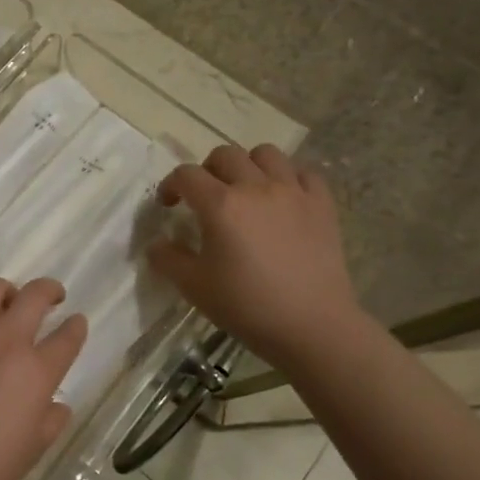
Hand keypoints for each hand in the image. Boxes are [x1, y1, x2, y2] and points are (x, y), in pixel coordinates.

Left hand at [0, 277, 87, 479]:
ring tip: (6, 300)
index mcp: (36, 370)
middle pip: (34, 296)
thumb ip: (51, 420)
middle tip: (52, 296)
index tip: (77, 322)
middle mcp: (6, 341)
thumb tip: (56, 405)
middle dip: (49, 289)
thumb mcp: (35, 447)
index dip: (76, 327)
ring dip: (5, 290)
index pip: (67, 337)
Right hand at [148, 143, 362, 370]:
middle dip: (207, 170)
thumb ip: (167, 259)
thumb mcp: (194, 286)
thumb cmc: (247, 306)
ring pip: (266, 154)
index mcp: (220, 205)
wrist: (312, 326)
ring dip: (248, 165)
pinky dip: (289, 177)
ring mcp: (293, 192)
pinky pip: (304, 172)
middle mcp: (256, 188)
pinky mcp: (322, 205)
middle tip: (205, 197)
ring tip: (245, 189)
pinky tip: (282, 198)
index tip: (168, 205)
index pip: (186, 175)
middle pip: (225, 155)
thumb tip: (156, 243)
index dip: (171, 185)